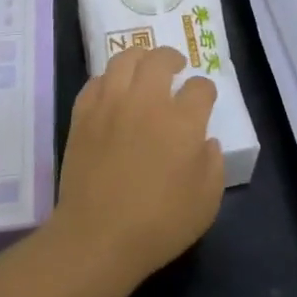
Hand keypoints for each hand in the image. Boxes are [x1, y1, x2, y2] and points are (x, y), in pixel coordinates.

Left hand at [50, 46, 224, 285]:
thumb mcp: (207, 201)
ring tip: (144, 66)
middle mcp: (147, 102)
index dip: (205, 90)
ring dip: (139, 58)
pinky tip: (112, 90)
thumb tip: (205, 141)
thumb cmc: (159, 225)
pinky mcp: (83, 116)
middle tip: (176, 66)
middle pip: (160, 60)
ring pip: (124, 59)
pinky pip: (95, 82)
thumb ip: (213, 164)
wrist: (98, 238)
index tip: (204, 99)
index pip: (200, 87)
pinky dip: (108, 80)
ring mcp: (111, 105)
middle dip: (173, 58)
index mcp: (183, 121)